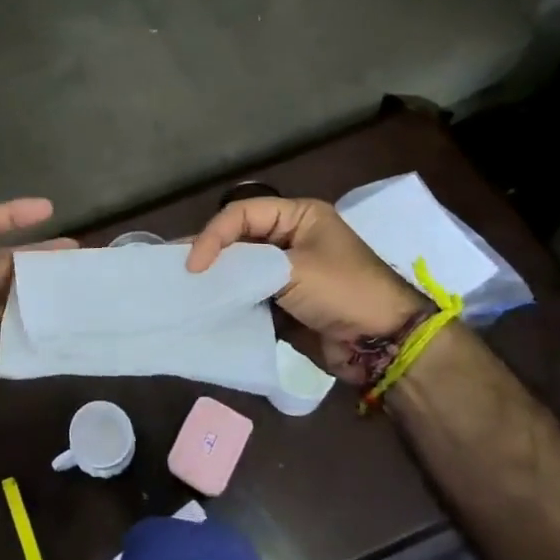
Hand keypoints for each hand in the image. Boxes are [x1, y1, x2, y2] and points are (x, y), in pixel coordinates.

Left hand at [0, 198, 71, 461]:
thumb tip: (14, 259)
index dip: (8, 215)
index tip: (47, 210)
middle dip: (29, 258)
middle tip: (71, 254)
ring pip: (1, 304)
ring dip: (30, 300)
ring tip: (68, 294)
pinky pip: (1, 343)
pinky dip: (22, 339)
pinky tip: (51, 334)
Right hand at [185, 197, 428, 385]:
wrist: (384, 345)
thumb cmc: (345, 292)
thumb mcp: (295, 270)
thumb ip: (247, 265)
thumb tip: (208, 272)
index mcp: (299, 216)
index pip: (242, 213)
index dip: (214, 234)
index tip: (195, 265)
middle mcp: (290, 238)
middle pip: (239, 238)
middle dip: (209, 253)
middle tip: (174, 267)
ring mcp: (287, 271)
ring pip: (241, 268)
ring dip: (218, 278)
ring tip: (183, 287)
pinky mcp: (284, 301)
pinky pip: (249, 294)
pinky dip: (230, 300)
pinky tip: (207, 306)